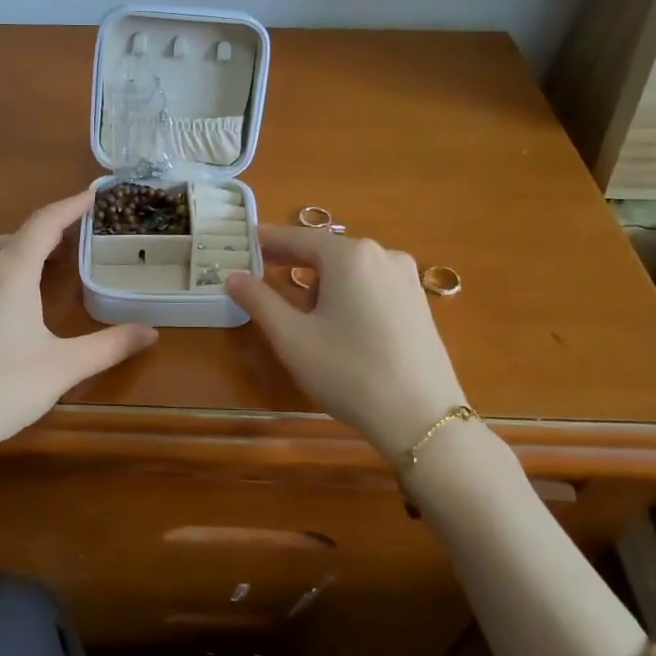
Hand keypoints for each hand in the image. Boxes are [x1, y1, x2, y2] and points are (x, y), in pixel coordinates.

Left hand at [0, 188, 158, 455]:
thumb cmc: (4, 387)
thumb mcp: (64, 366)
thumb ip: (110, 346)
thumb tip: (151, 332)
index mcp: (11, 272)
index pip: (45, 223)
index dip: (71, 206)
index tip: (94, 194)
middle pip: (18, 232)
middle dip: (49, 228)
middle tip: (80, 237)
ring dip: (24, 245)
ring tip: (51, 261)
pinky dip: (6, 263)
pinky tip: (19, 292)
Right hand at [225, 227, 468, 460]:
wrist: (421, 417)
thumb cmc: (348, 371)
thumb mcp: (292, 337)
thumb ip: (259, 301)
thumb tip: (233, 277)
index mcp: (349, 256)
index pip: (300, 238)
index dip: (270, 240)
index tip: (248, 240)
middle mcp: (383, 256)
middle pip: (328, 252)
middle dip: (295, 262)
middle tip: (264, 272)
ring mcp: (407, 280)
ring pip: (351, 271)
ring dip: (323, 282)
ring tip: (302, 312)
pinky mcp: (419, 304)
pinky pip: (373, 287)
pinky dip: (349, 294)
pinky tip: (340, 324)